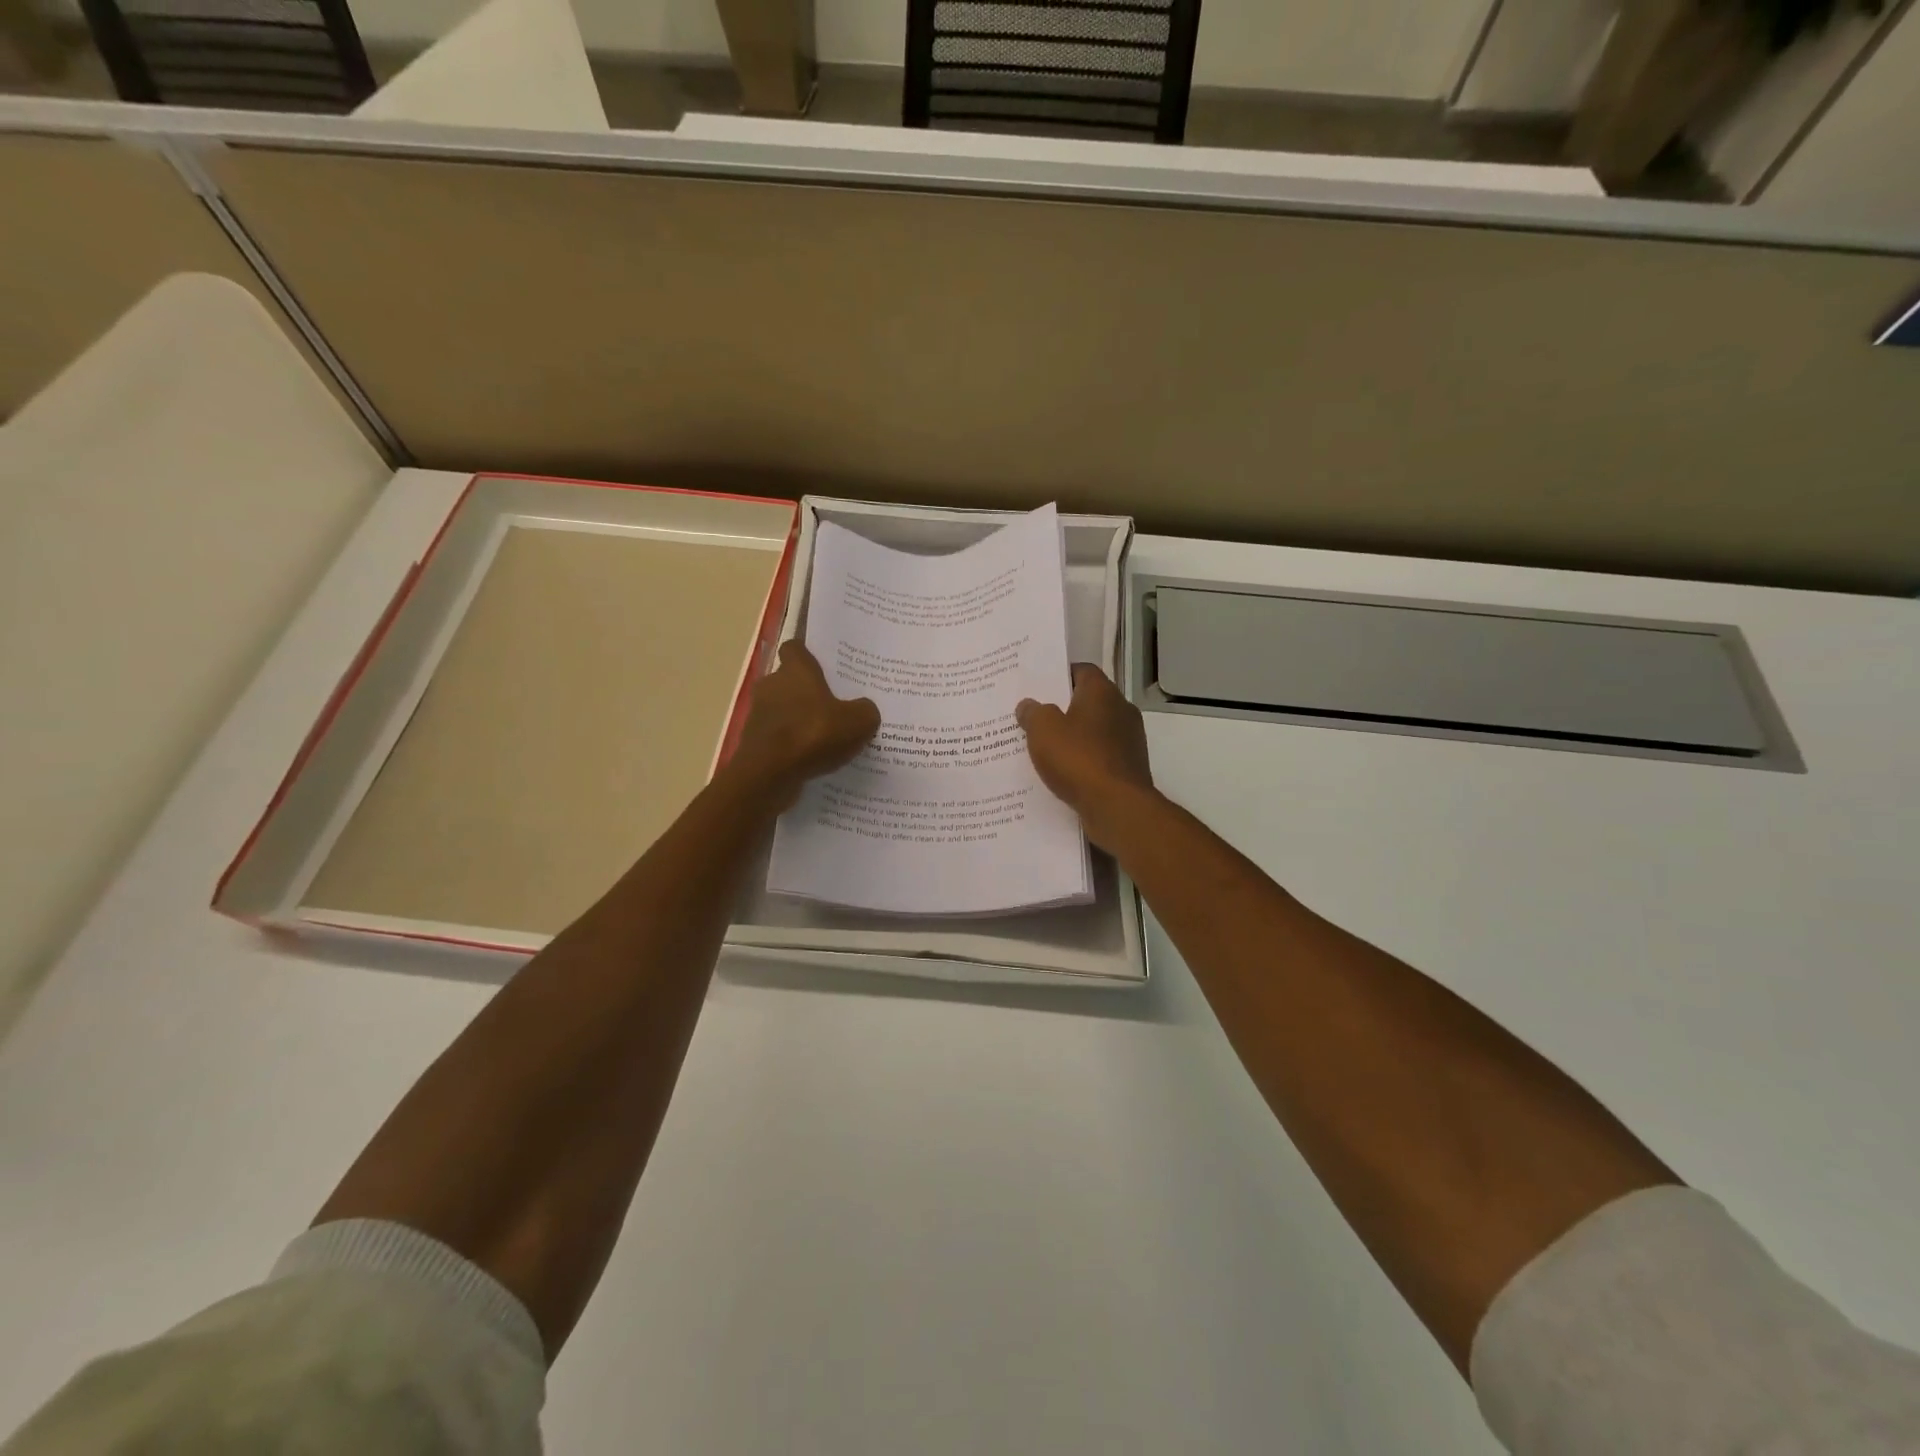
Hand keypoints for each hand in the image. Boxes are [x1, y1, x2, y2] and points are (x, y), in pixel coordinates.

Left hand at [729, 641, 879, 805]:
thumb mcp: (859, 721)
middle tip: (835, 704)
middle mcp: (772, 685)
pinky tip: (813, 758)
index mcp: (796, 670)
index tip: (825, 665)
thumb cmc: (814, 734)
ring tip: (827, 736)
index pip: (796, 648)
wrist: (769, 774)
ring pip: (783, 710)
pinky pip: (778, 737)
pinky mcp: (754, 741)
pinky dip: (792, 744)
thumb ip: (865, 710)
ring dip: (799, 720)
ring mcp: (759, 714)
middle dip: (809, 691)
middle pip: (790, 680)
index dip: (809, 655)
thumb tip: (864, 709)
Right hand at [1016, 664, 1156, 850]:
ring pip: (1093, 731)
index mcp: (1102, 692)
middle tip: (1033, 716)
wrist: (1116, 806)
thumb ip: (1033, 713)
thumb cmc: (1078, 758)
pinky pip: (1099, 757)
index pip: (1082, 670)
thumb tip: (1028, 705)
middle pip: (1088, 701)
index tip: (1037, 685)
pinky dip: (1082, 761)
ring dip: (1073, 737)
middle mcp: (1121, 710)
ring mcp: (1129, 741)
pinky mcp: (1128, 768)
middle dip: (1062, 708)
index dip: (1059, 674)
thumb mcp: (1043, 730)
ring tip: (1043, 747)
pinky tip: (1062, 772)